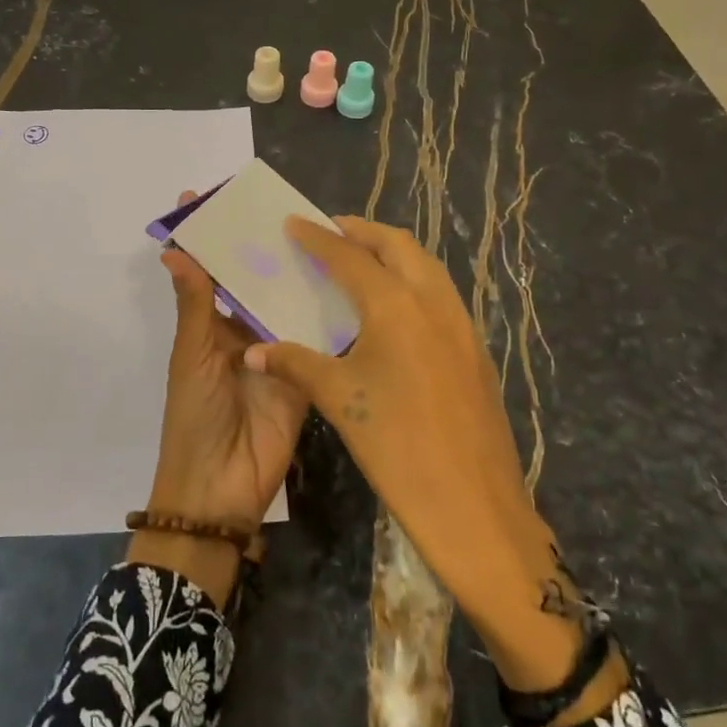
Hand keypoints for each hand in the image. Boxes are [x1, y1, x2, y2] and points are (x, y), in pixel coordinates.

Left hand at [131, 194, 306, 606]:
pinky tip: (350, 278)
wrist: (223, 487)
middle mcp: (245, 329)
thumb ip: (195, 305)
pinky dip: (328, 311)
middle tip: (288, 204)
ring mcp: (278, 349)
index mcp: (211, 324)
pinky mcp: (307, 370)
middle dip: (264, 246)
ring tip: (324, 230)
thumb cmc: (195, 417)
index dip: (209, 237)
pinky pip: (318, 336)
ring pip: (289, 301)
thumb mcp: (193, 357)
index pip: (210, 271)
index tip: (212, 195)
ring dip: (299, 273)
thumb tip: (173, 250)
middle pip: (255, 280)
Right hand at [244, 217, 621, 707]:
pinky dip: (414, 282)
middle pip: (399, 246)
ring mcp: (462, 325)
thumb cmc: (397, 447)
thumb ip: (295, 364)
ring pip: (427, 267)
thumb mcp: (340, 400)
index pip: (350, 257)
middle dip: (363, 232)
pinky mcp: (475, 349)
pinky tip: (394, 309)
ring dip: (393, 253)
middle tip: (331, 231)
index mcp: (396, 306)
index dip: (319, 238)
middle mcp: (434, 302)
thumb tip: (252, 353)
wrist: (474, 505)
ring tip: (361, 260)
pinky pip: (441, 295)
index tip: (295, 222)